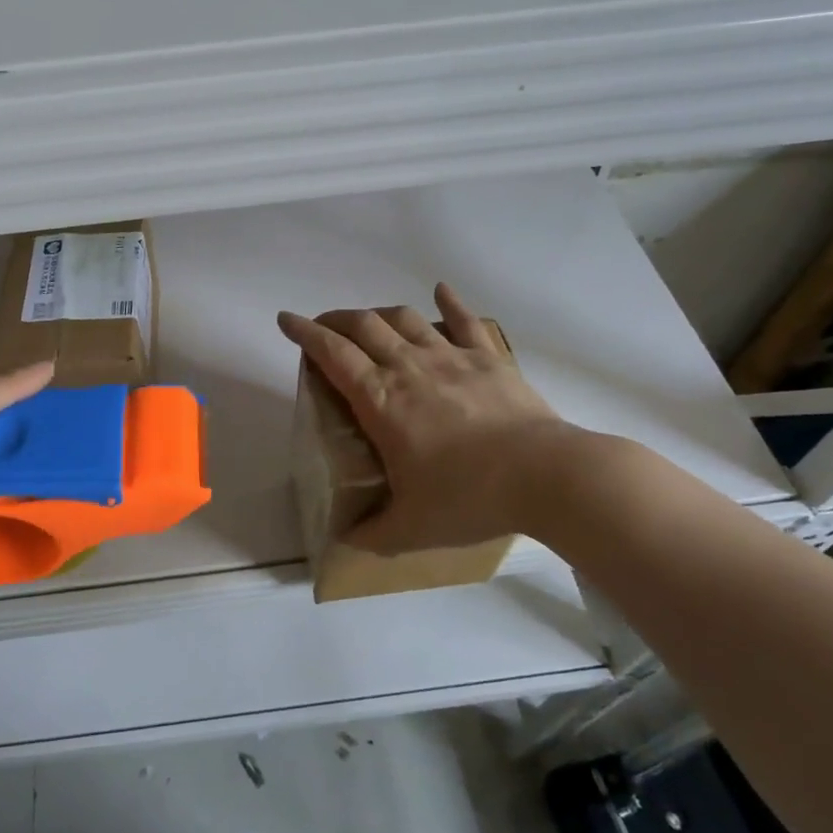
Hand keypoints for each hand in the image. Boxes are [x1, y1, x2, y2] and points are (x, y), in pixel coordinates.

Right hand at [278, 283, 580, 553]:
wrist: (546, 477)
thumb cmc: (469, 498)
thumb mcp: (410, 529)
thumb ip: (372, 533)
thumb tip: (345, 541)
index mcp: (382, 401)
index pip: (333, 354)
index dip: (305, 333)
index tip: (286, 319)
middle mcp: (410, 367)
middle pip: (364, 325)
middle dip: (337, 319)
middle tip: (324, 327)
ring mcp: (452, 357)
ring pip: (406, 318)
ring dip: (380, 313)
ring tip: (370, 320)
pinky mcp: (490, 359)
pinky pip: (465, 321)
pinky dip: (450, 302)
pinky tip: (441, 290)